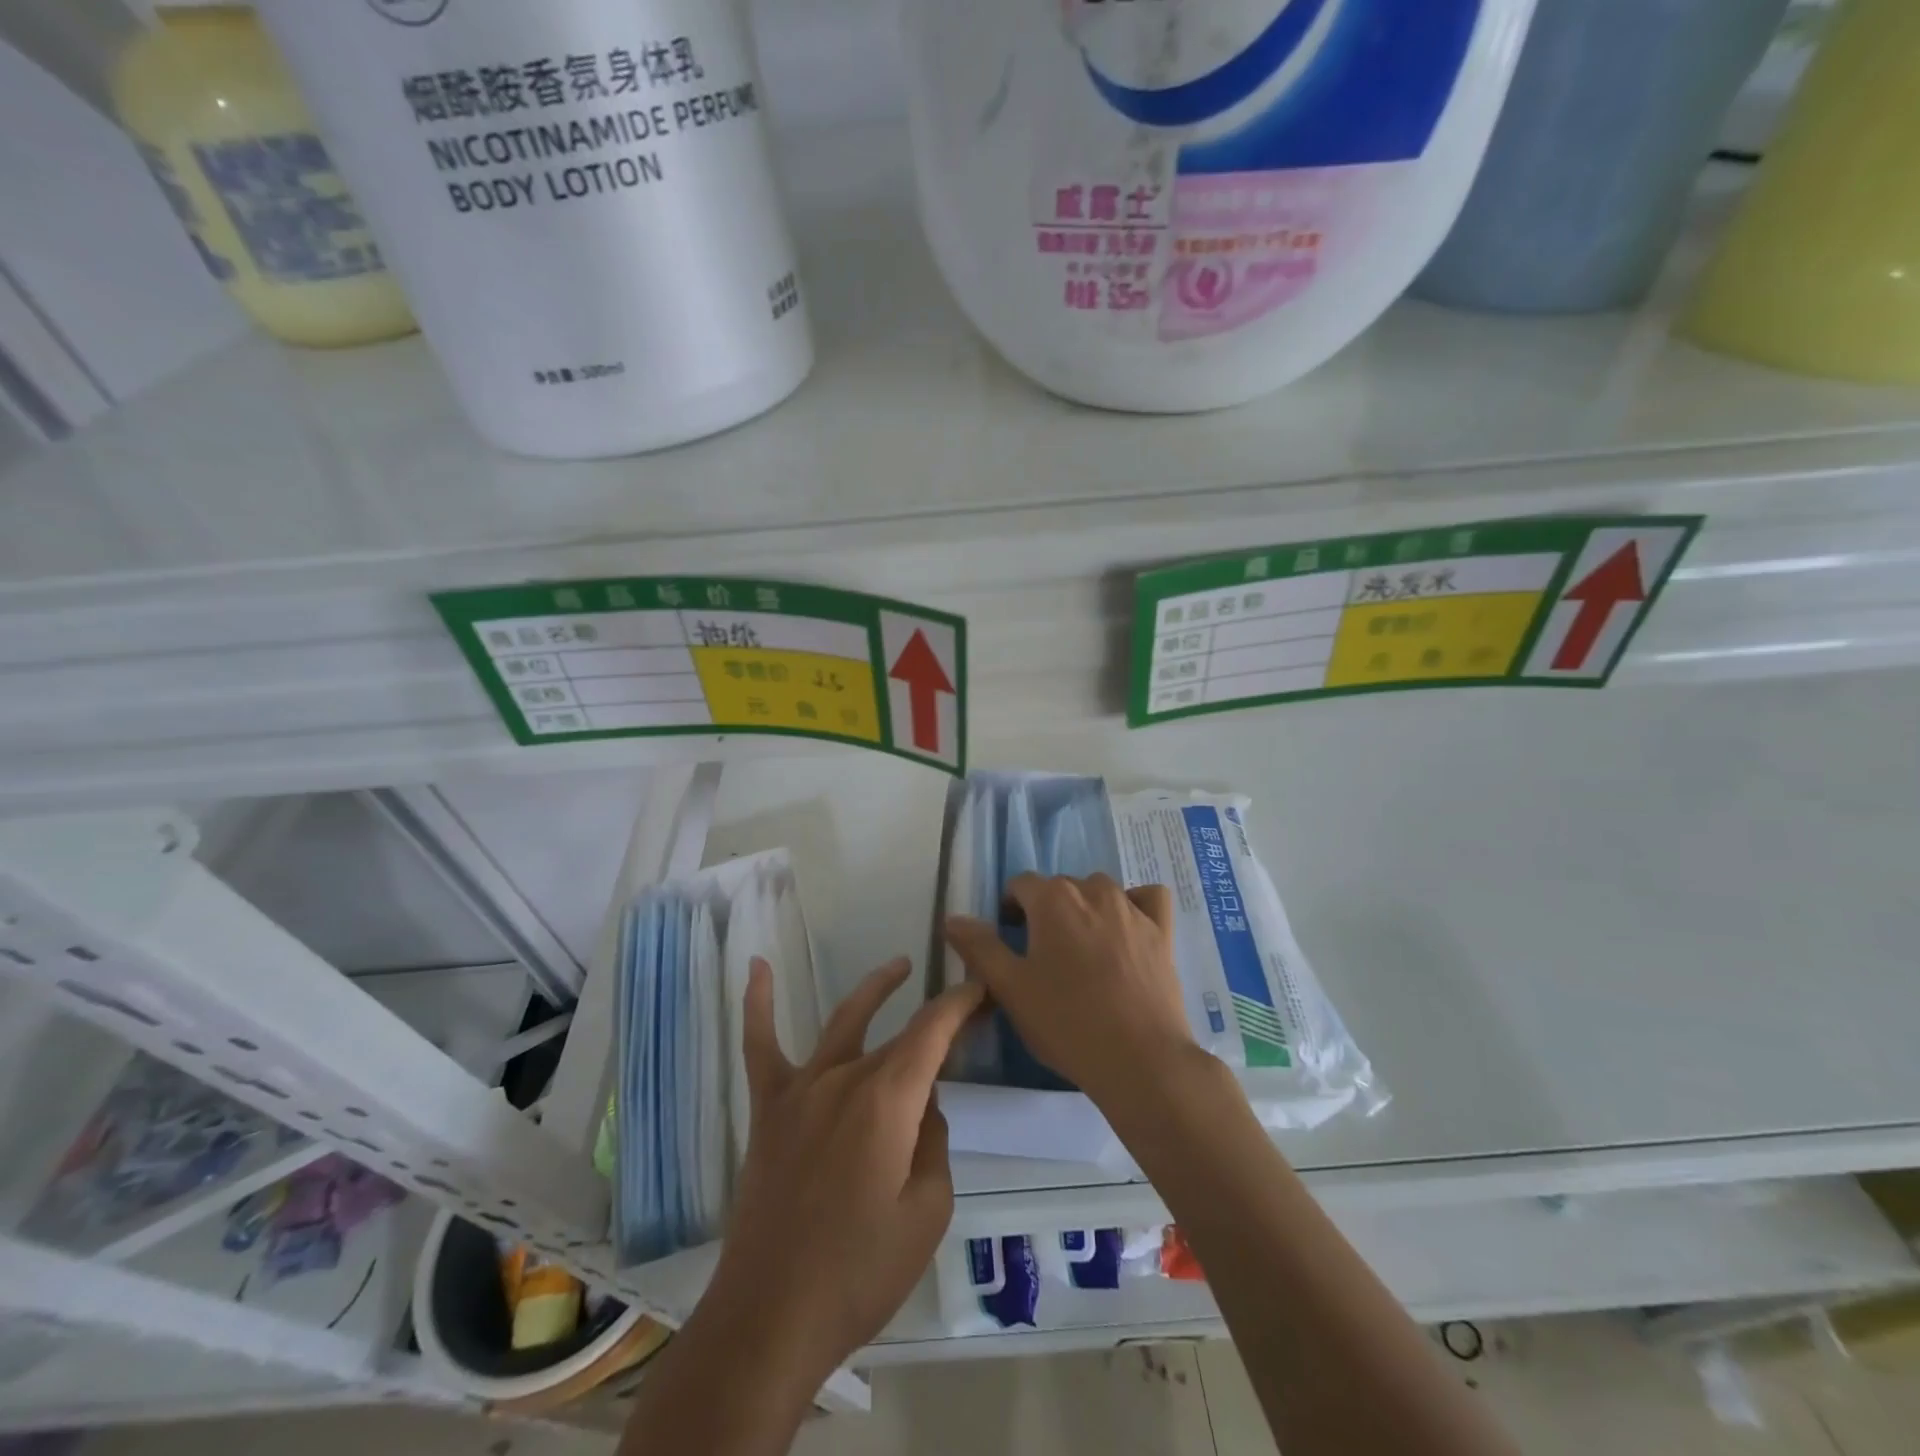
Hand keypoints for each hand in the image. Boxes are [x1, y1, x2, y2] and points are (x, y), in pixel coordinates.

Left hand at [707, 954, 985, 1383]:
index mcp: (887, 1101)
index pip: (933, 1032)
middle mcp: (844, 1079)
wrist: (770, 1319)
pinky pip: (760, 1046)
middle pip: (897, 1036)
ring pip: (843, 1023)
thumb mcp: (927, 1214)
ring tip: (899, 966)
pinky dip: (758, 1004)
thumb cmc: (859, 1274)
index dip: (960, 1003)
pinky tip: (757, 966)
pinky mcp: (768, 1110)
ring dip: (875, 990)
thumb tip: (924, 1106)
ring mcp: (801, 1090)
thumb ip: (933, 1144)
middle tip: (963, 1015)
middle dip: (934, 1022)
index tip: (981, 987)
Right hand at [943, 873, 1193, 1108]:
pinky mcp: (1162, 930)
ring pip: (1100, 890)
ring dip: (1085, 908)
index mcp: (1052, 899)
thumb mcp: (1010, 988)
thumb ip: (979, 948)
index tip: (1009, 940)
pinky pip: (1148, 898)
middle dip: (1046, 910)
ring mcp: (1132, 908)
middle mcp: (1093, 890)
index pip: (1021, 884)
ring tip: (1081, 950)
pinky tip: (1128, 929)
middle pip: (1060, 887)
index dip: (1010, 909)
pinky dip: (1136, 904)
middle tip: (1042, 956)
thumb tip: (952, 918)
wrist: (1140, 1059)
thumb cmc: (1066, 1022)